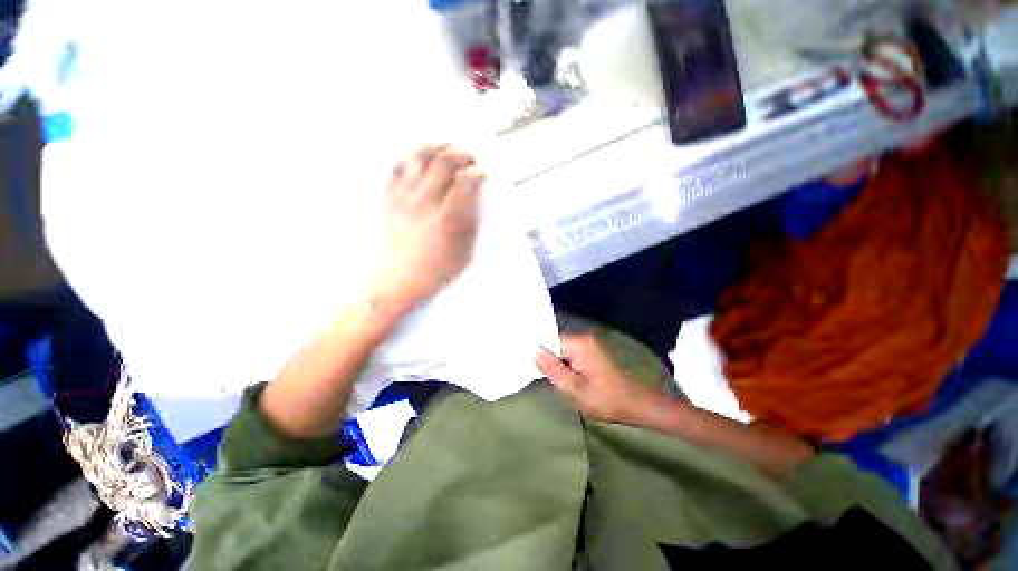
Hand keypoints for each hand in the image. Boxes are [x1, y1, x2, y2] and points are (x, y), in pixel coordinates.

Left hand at [374, 145, 484, 309]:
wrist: (394, 282)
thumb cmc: (432, 274)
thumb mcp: (464, 255)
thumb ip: (472, 224)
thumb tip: (476, 199)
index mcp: (448, 219)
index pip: (467, 182)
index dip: (478, 173)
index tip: (483, 173)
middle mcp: (425, 203)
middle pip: (444, 163)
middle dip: (461, 155)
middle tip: (469, 159)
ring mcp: (404, 199)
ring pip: (420, 159)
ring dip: (436, 148)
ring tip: (446, 147)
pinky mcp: (389, 200)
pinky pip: (399, 168)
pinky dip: (412, 158)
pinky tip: (420, 159)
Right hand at [535, 332, 661, 424]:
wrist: (637, 405)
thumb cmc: (605, 400)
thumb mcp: (574, 390)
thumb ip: (552, 369)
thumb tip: (533, 351)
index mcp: (579, 344)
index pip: (549, 340)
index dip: (538, 351)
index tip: (526, 362)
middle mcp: (584, 338)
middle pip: (555, 344)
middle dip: (547, 359)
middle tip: (538, 375)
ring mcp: (589, 344)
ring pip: (562, 350)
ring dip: (556, 363)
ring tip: (548, 377)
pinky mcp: (592, 352)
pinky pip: (571, 353)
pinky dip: (565, 363)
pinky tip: (563, 376)